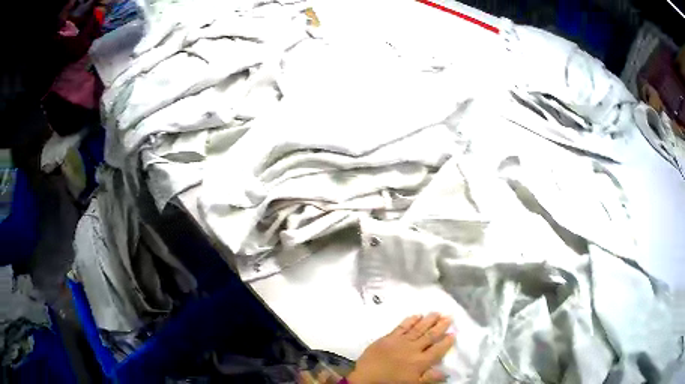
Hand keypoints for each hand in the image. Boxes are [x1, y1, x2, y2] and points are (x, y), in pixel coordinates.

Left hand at [347, 313, 454, 383]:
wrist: (365, 379)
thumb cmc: (390, 383)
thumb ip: (429, 378)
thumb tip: (446, 372)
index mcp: (420, 362)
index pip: (437, 350)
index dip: (446, 342)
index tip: (454, 333)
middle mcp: (413, 349)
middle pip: (430, 336)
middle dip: (440, 326)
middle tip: (449, 316)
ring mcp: (400, 342)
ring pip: (418, 328)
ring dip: (428, 320)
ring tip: (436, 312)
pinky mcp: (387, 338)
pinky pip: (401, 327)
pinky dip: (409, 321)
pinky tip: (416, 315)